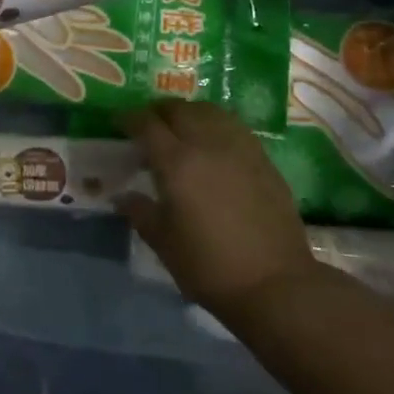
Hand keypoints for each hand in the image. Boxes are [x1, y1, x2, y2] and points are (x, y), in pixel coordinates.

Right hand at [118, 101, 315, 319]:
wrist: (275, 284)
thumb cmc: (210, 266)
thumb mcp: (164, 243)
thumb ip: (140, 212)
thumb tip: (122, 196)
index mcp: (176, 162)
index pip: (146, 124)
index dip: (128, 118)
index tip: (118, 122)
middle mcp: (206, 143)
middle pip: (178, 109)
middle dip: (158, 112)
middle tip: (148, 126)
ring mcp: (239, 147)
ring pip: (208, 111)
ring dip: (188, 113)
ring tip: (181, 128)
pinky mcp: (262, 158)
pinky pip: (232, 125)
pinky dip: (215, 123)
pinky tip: (213, 142)